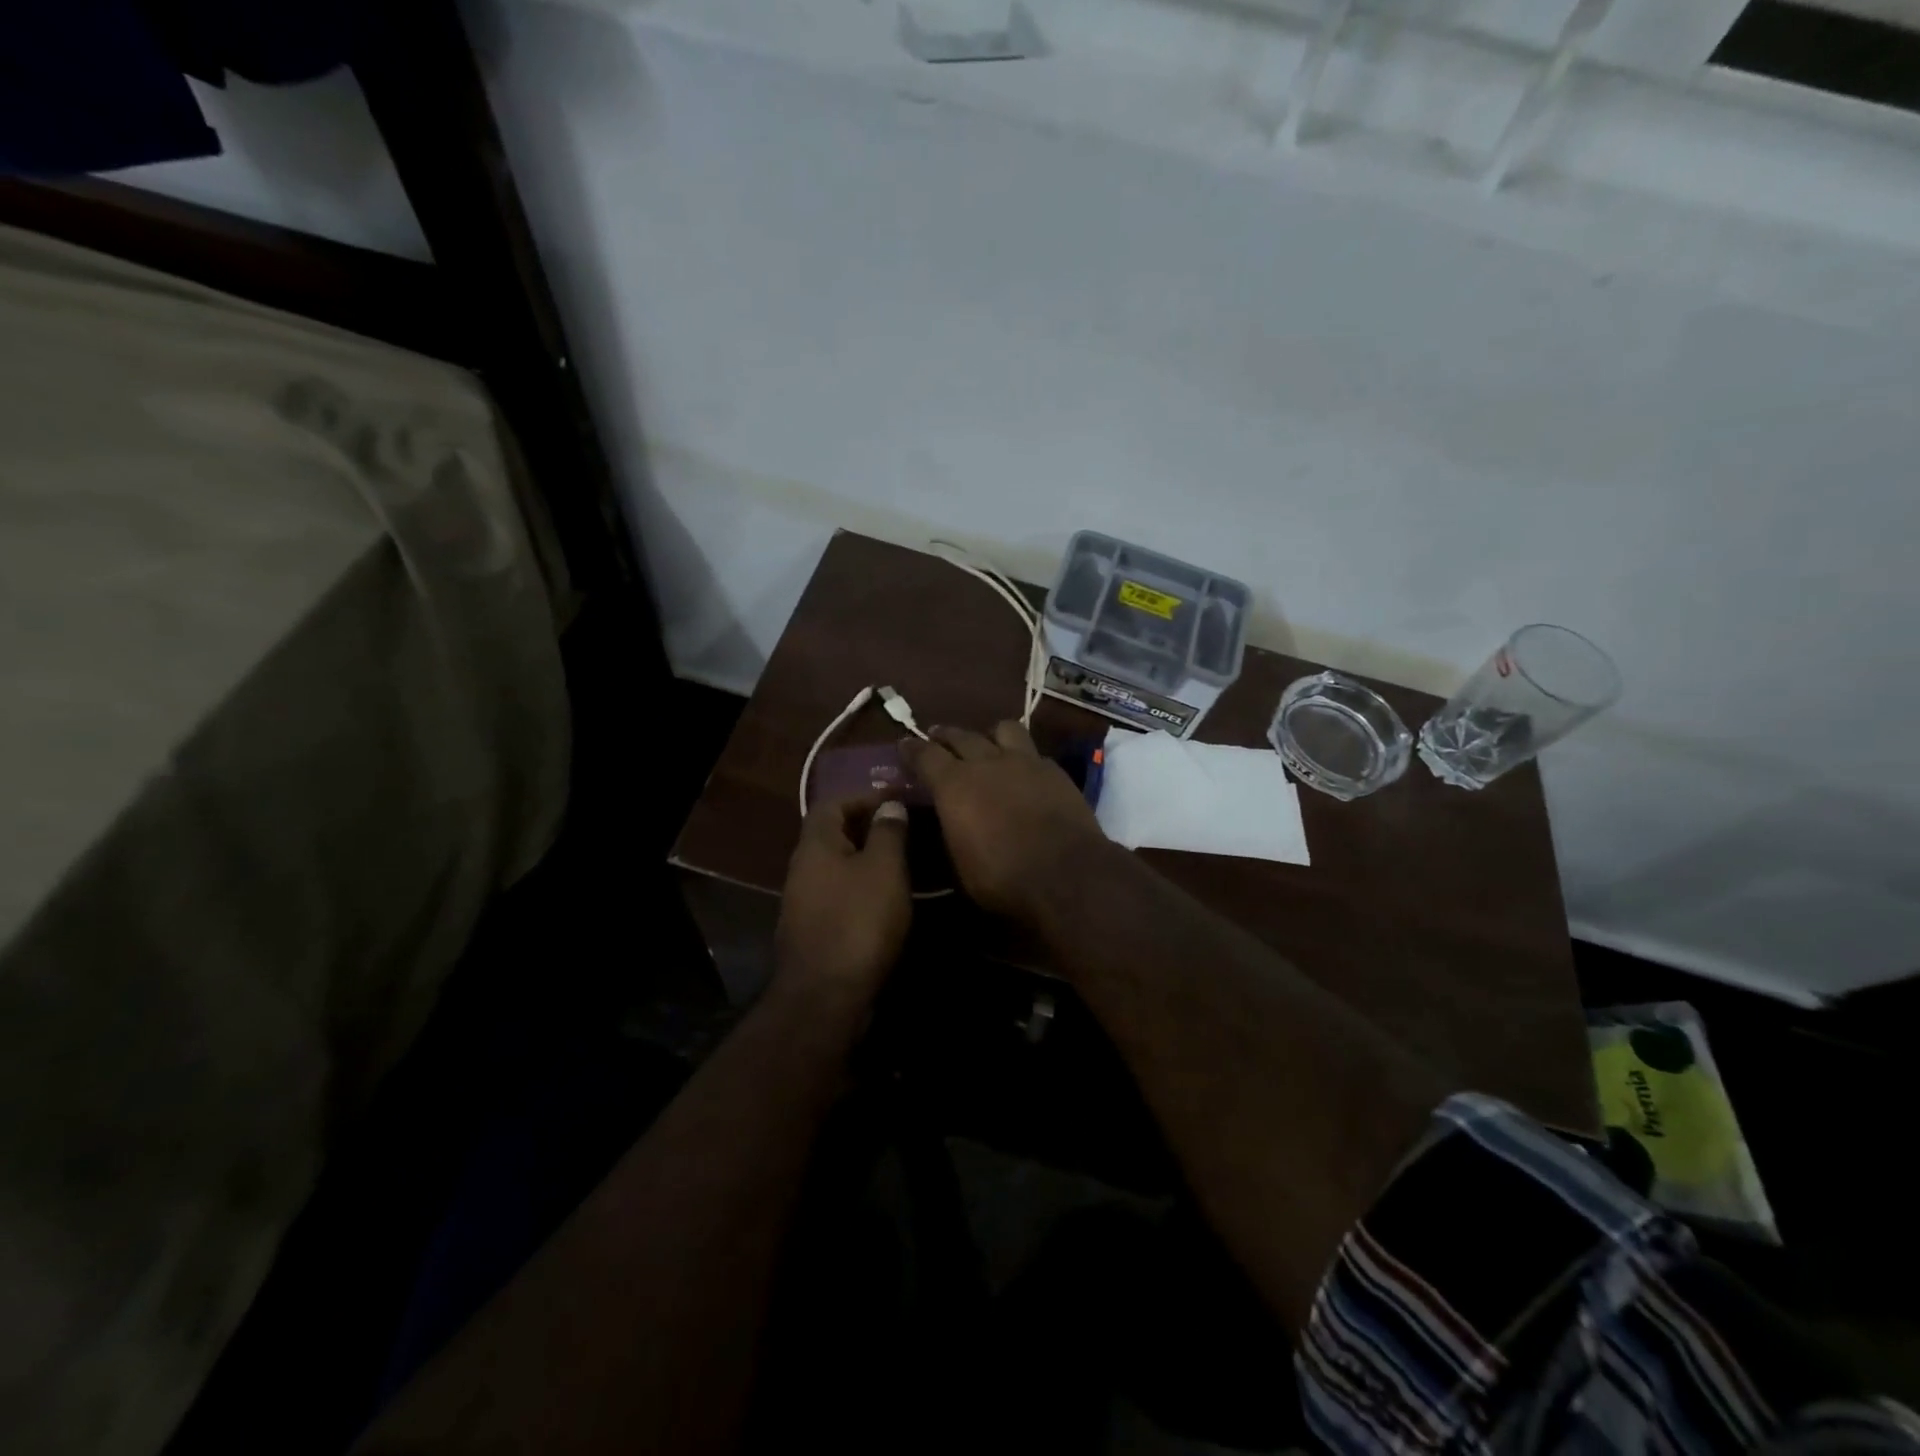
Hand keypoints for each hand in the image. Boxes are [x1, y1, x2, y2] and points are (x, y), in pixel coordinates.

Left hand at [775, 793, 912, 1002]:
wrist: (826, 996)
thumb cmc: (859, 922)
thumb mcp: (884, 868)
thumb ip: (888, 831)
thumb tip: (889, 805)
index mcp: (815, 845)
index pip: (833, 802)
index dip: (865, 795)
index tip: (899, 799)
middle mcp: (803, 868)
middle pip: (834, 834)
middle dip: (869, 826)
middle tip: (907, 829)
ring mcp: (805, 902)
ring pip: (838, 866)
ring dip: (868, 859)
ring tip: (905, 861)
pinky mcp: (815, 930)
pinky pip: (840, 893)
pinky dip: (864, 886)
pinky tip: (889, 898)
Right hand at [902, 722, 1109, 922]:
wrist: (1065, 874)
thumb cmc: (1001, 877)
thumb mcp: (958, 865)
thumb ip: (947, 832)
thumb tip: (943, 821)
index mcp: (954, 784)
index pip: (925, 755)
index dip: (912, 749)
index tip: (904, 745)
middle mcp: (987, 762)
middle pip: (961, 735)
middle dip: (945, 735)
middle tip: (937, 737)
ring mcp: (1025, 761)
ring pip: (1003, 729)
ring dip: (989, 735)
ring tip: (987, 744)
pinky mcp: (1055, 771)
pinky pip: (1033, 752)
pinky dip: (1023, 757)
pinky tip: (1024, 770)